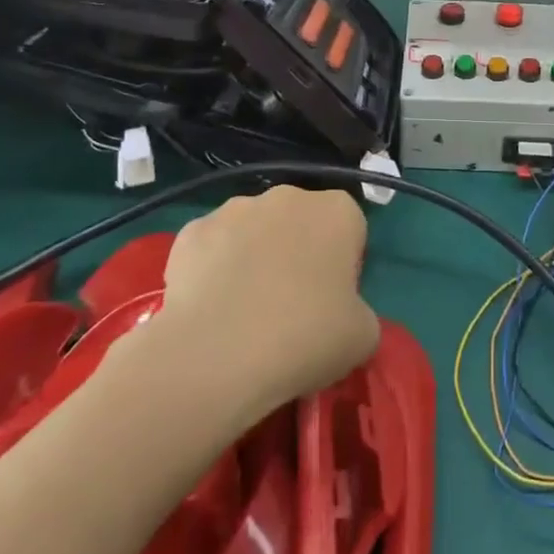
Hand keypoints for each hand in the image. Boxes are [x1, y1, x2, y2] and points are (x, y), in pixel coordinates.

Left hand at [158, 186, 380, 410]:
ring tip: (244, 314)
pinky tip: (210, 311)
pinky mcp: (191, 231)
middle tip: (290, 308)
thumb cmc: (304, 338)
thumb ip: (359, 310)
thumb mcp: (363, 336)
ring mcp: (234, 209)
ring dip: (254, 258)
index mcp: (337, 211)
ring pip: (253, 231)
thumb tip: (338, 312)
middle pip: (300, 223)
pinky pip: (212, 248)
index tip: (332, 303)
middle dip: (297, 254)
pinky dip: (213, 271)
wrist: (214, 356)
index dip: (343, 266)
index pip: (350, 230)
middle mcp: (287, 196)